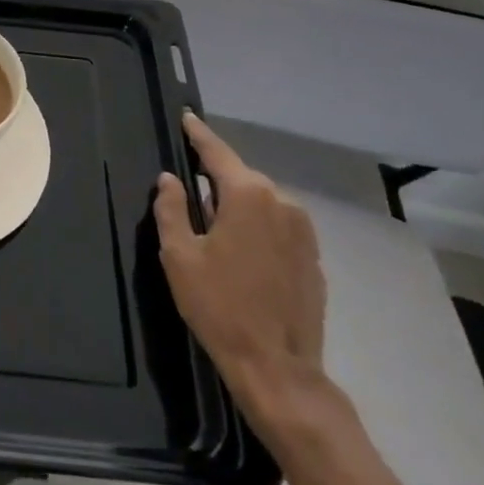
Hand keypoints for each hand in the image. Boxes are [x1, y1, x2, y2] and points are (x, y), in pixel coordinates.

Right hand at [154, 114, 326, 430]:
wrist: (277, 367)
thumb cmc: (219, 305)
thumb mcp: (179, 255)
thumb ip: (171, 209)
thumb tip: (170, 180)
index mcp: (248, 196)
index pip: (217, 153)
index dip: (198, 135)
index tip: (187, 117)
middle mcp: (282, 203)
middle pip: (241, 178)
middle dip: (215, 178)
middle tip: (189, 189)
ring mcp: (304, 231)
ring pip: (261, 203)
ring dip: (237, 205)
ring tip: (212, 227)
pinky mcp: (313, 258)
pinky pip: (278, 227)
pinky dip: (257, 228)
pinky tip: (241, 253)